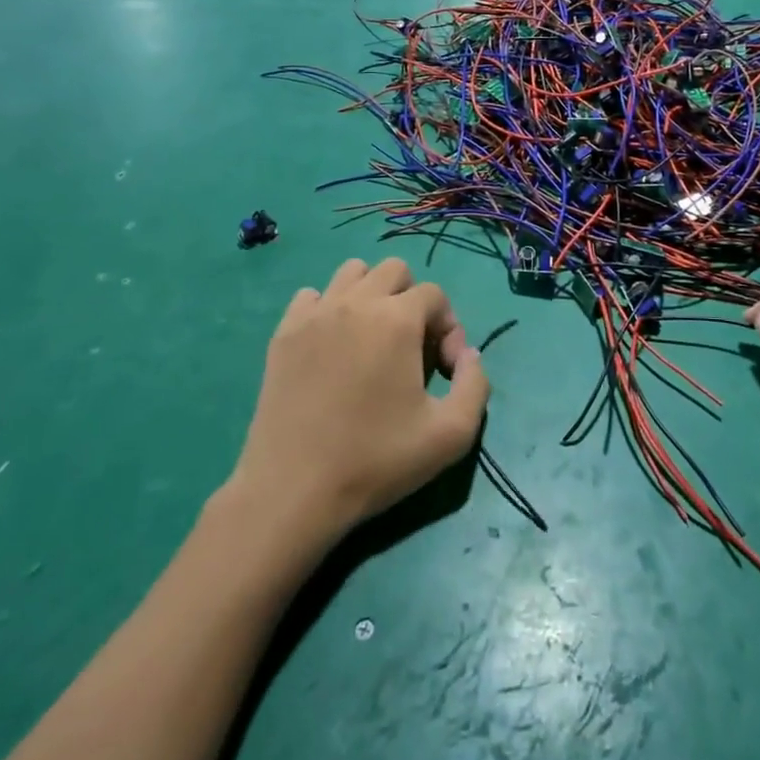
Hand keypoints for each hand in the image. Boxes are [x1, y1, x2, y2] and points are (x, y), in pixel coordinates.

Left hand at [227, 258, 489, 552]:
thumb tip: (468, 354)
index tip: (443, 370)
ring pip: (352, 272)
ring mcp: (315, 314)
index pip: (434, 294)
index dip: (448, 327)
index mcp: (397, 320)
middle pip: (394, 270)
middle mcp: (356, 302)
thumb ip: (476, 384)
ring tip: (371, 339)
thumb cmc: (376, 461)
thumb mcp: (451, 435)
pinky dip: (328, 309)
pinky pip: (311, 297)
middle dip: (411, 300)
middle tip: (409, 347)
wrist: (294, 490)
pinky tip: (331, 347)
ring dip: (371, 295)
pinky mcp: (284, 332)